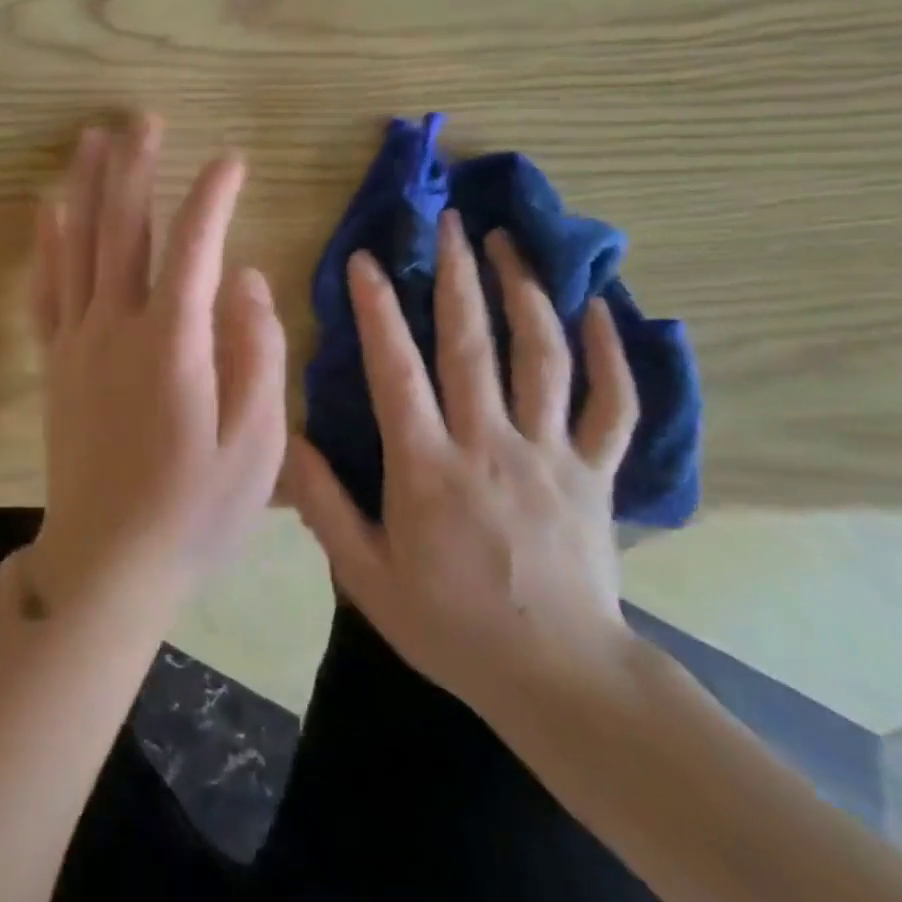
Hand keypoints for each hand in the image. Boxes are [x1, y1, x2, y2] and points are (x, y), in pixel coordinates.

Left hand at [28, 117, 288, 620]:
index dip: (213, 197)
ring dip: (87, 189)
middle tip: (143, 120)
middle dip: (136, 169)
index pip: (196, 248)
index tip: (232, 160)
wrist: (107, 562)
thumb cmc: (194, 510)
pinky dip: (46, 245)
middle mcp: (118, 327)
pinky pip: (46, 289)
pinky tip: (46, 210)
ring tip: (92, 140)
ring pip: (79, 247)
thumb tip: (247, 279)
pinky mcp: (55, 361)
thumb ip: (256, 352)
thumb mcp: (255, 445)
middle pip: (124, 230)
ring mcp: (78, 340)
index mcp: (174, 344)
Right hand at [284, 209, 639, 712]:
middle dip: (457, 276)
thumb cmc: (451, 624)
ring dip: (525, 293)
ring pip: (543, 359)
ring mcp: (551, 455)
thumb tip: (288, 438)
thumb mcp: (366, 576)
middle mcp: (491, 445)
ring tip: (509, 242)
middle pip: (472, 345)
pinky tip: (598, 309)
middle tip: (448, 220)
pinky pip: (614, 407)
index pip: (396, 371)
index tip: (364, 259)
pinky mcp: (596, 474)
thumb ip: (323, 504)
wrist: (560, 681)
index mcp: (428, 467)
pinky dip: (610, 355)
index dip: (378, 310)